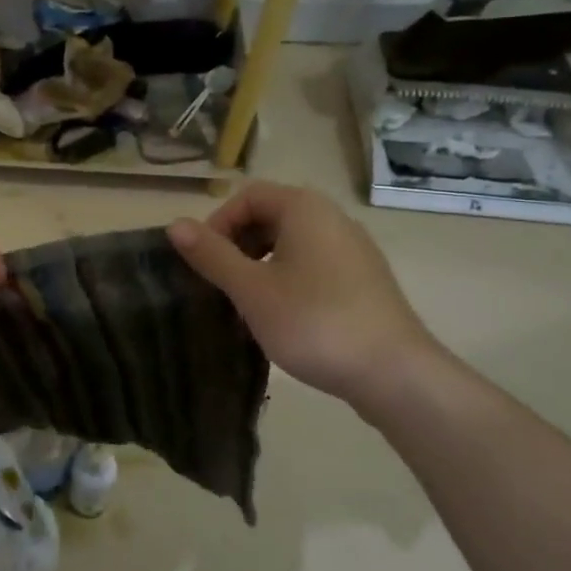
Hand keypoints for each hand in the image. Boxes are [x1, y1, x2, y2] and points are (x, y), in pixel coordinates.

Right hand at [168, 181, 437, 405]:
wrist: (395, 374)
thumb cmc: (314, 322)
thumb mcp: (251, 290)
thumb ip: (212, 255)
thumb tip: (174, 224)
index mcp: (305, 209)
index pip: (247, 196)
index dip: (218, 224)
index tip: (205, 262)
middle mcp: (332, 218)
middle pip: (270, 216)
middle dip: (237, 245)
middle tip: (221, 284)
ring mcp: (353, 249)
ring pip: (291, 243)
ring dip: (260, 265)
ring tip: (246, 304)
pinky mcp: (364, 280)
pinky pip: (313, 264)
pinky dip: (287, 279)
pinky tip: (281, 317)